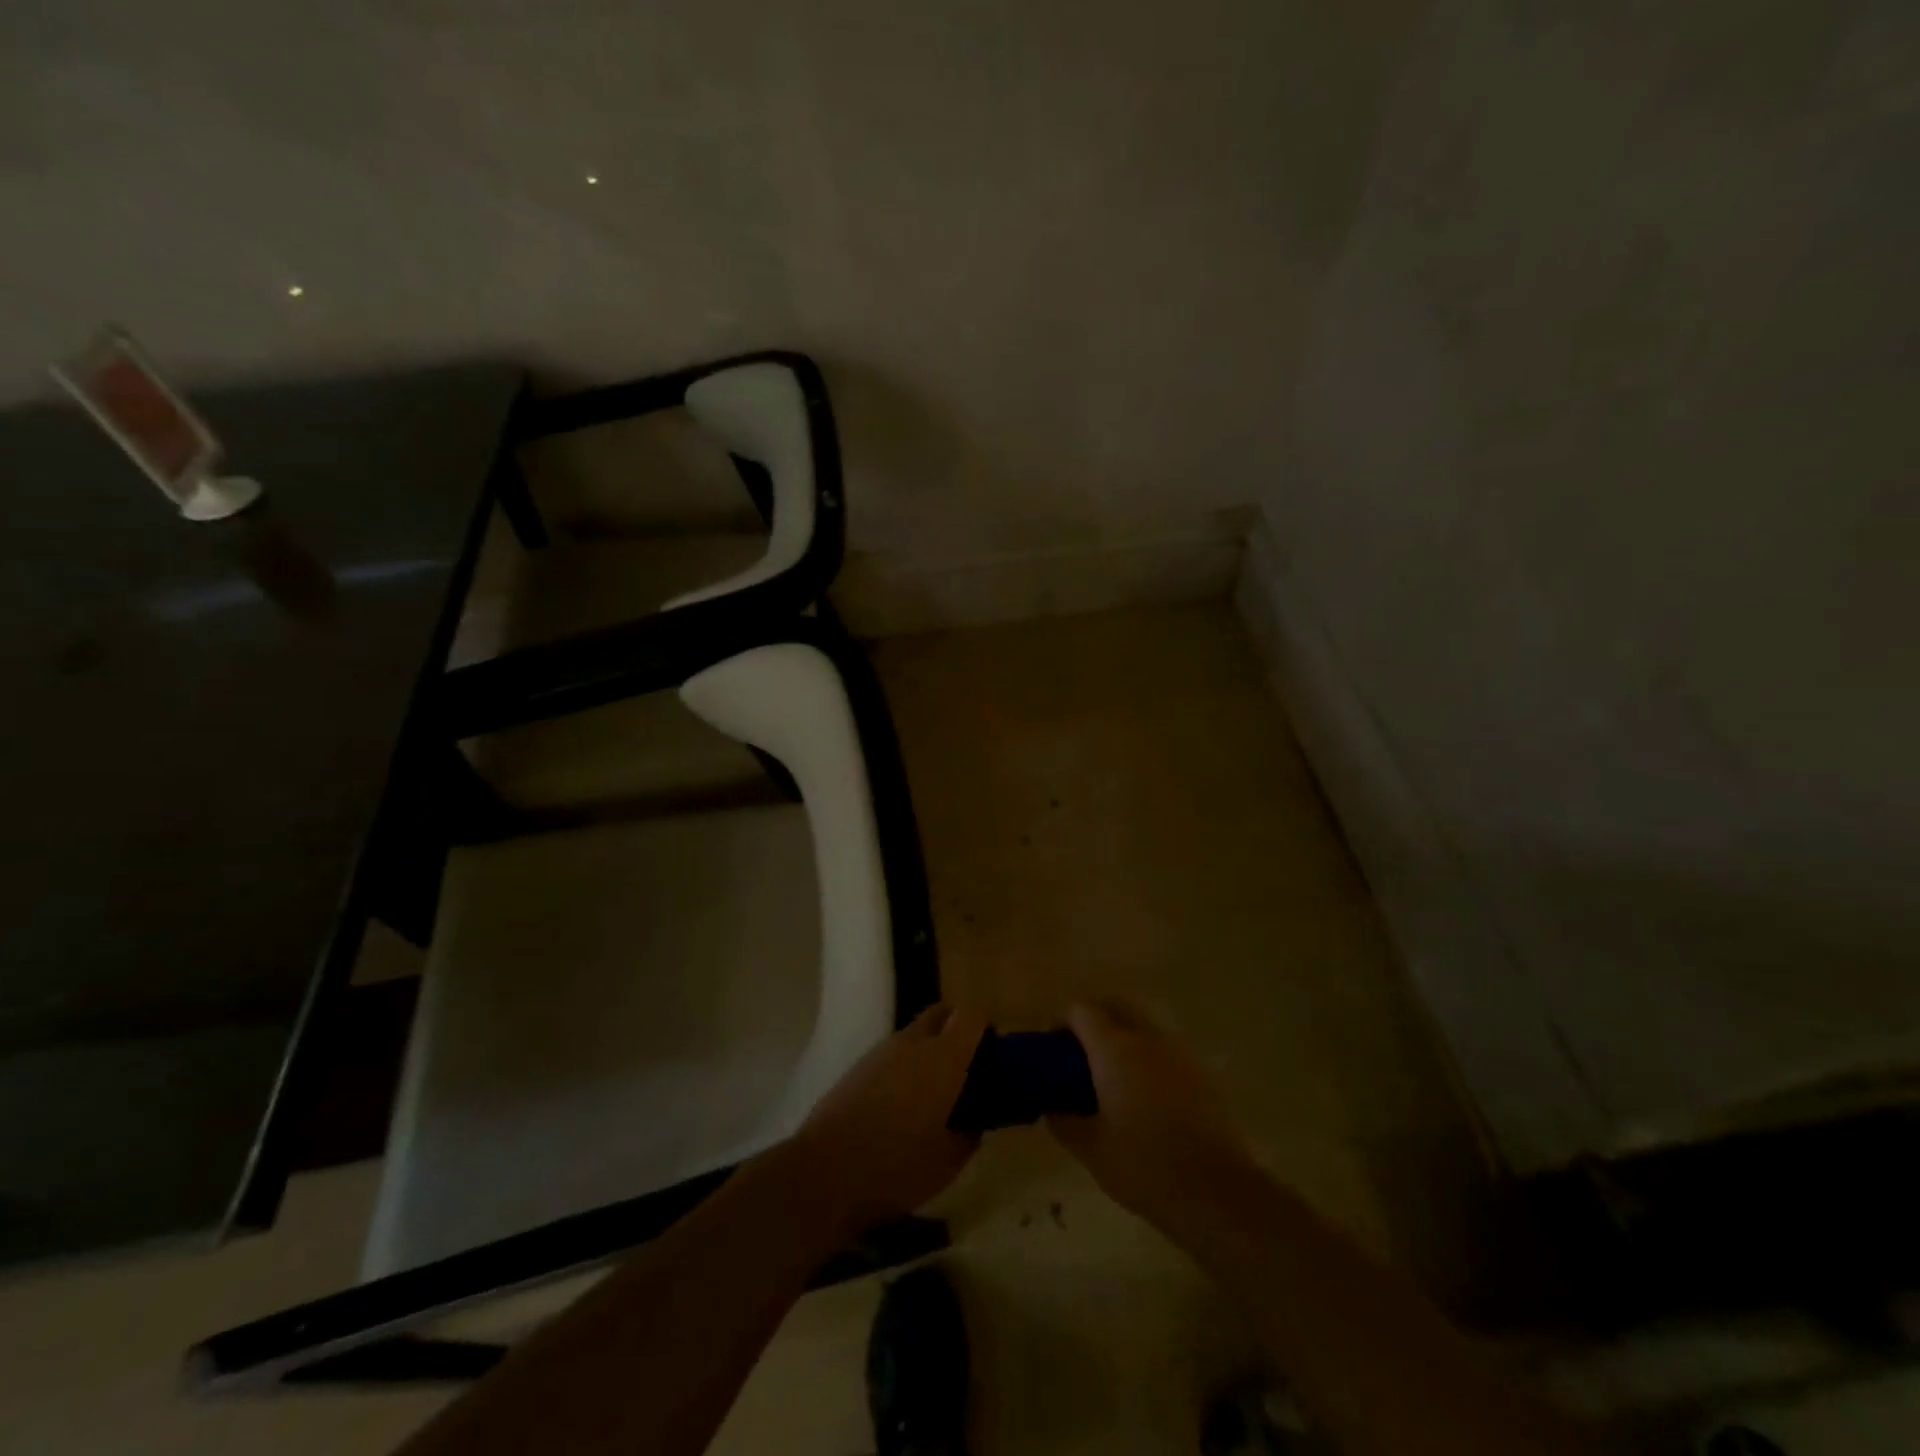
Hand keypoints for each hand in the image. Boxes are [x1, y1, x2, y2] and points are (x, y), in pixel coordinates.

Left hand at [785, 1003, 988, 1235]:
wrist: (824, 1173)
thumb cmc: (896, 1168)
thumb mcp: (949, 1162)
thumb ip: (969, 1133)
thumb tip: (974, 1120)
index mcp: (943, 1058)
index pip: (972, 1015)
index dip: (986, 1028)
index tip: (993, 1056)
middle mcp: (913, 1042)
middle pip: (942, 1013)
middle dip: (957, 1029)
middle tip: (965, 1068)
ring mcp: (881, 1051)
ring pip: (915, 1034)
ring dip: (929, 1050)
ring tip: (933, 1094)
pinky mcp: (858, 1066)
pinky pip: (892, 1054)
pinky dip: (905, 1066)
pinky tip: (901, 1106)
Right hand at [1047, 1001, 1256, 1238]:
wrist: (1216, 1191)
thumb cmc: (1144, 1166)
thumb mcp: (1090, 1150)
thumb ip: (1063, 1120)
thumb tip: (1051, 1104)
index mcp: (1114, 1048)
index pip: (1081, 1010)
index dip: (1062, 1022)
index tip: (1052, 1049)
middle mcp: (1146, 1037)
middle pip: (1114, 1005)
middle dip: (1093, 1020)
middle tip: (1080, 1057)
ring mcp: (1177, 1051)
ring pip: (1141, 1025)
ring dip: (1122, 1037)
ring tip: (1112, 1077)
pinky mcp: (1199, 1072)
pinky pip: (1164, 1049)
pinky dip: (1147, 1057)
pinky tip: (1145, 1096)